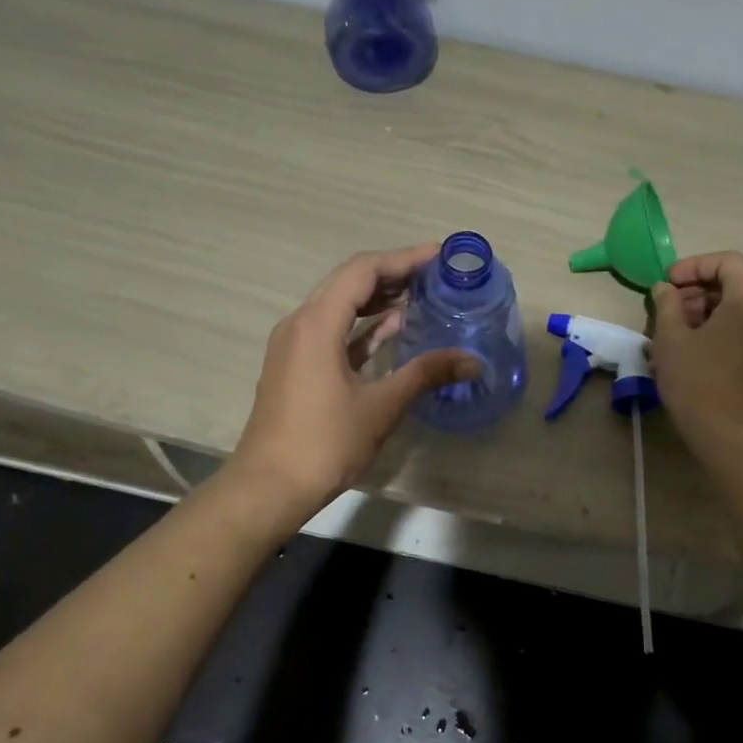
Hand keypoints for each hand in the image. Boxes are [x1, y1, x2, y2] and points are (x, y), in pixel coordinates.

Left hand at [228, 244, 479, 516]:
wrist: (269, 487)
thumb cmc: (324, 443)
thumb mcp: (381, 407)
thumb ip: (426, 374)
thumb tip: (473, 360)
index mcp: (316, 323)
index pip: (363, 271)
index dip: (403, 259)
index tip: (440, 255)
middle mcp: (300, 323)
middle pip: (349, 282)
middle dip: (393, 273)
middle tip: (436, 273)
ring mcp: (295, 345)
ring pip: (340, 306)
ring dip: (378, 298)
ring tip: (422, 294)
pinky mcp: (297, 366)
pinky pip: (333, 331)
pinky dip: (363, 325)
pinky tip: (394, 328)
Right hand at [651, 251, 742, 457]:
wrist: (732, 436)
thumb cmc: (697, 383)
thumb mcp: (670, 339)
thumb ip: (667, 304)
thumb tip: (665, 289)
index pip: (729, 260)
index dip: (695, 265)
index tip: (669, 282)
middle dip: (707, 280)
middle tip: (677, 297)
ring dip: (717, 300)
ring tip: (684, 321)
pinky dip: (730, 318)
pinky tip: (702, 339)